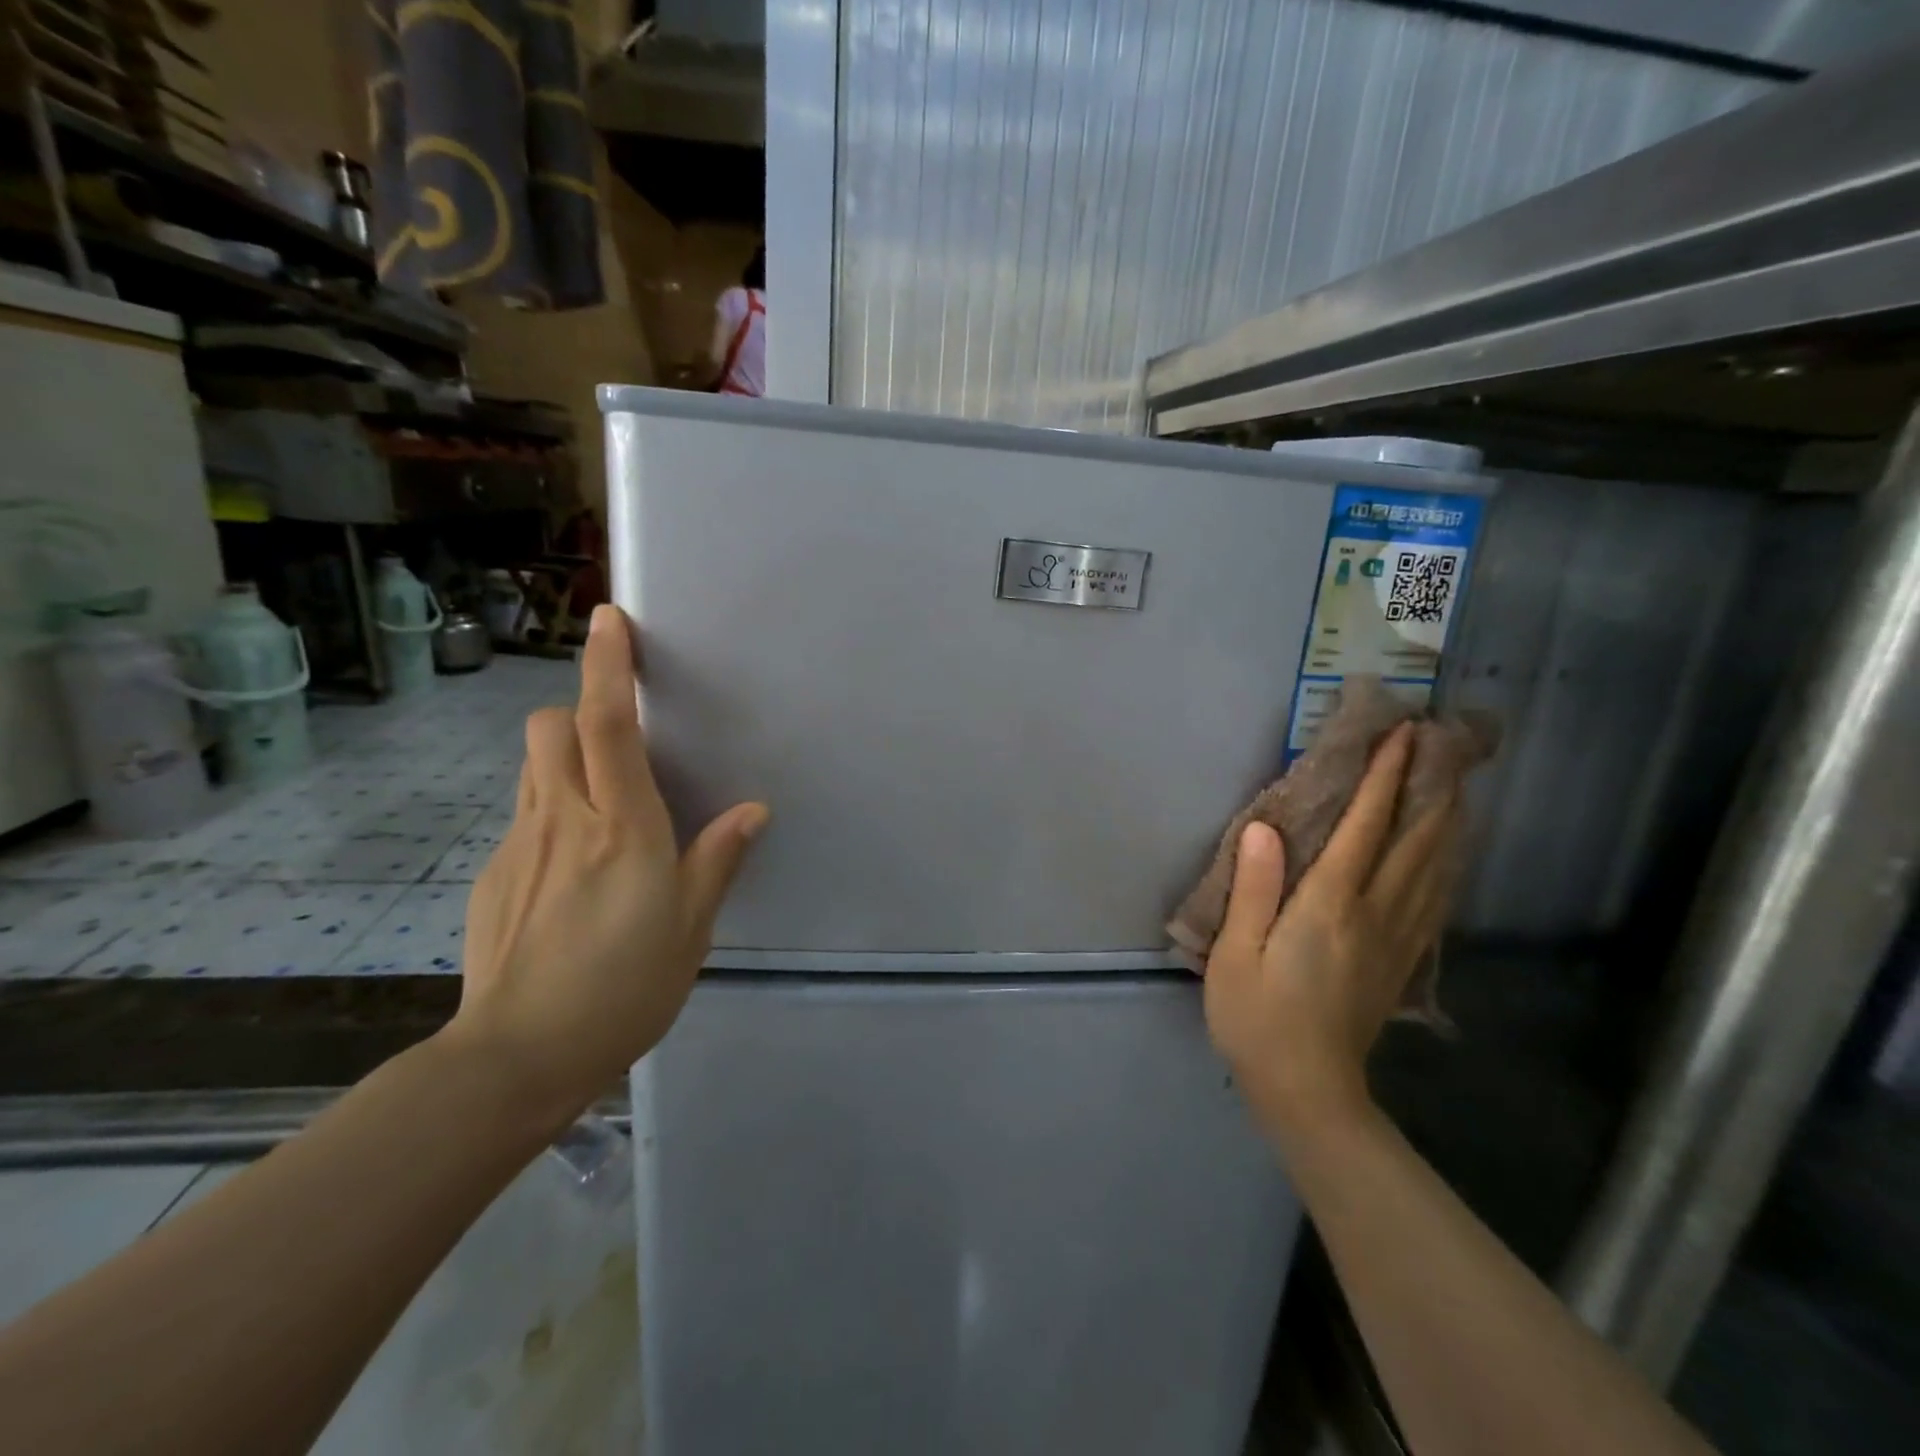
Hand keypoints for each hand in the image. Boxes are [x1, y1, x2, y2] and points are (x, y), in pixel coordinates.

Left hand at [445, 604, 767, 1127]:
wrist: (518, 1056)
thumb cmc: (623, 987)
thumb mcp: (691, 927)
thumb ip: (717, 859)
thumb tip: (752, 811)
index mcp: (622, 829)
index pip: (609, 726)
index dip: (608, 667)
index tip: (609, 620)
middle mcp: (564, 821)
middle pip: (551, 728)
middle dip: (580, 711)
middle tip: (619, 747)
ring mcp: (519, 847)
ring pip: (533, 768)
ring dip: (564, 760)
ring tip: (601, 810)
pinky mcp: (493, 876)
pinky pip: (524, 819)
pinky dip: (550, 817)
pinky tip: (570, 877)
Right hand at [1204, 724, 1459, 1140]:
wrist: (1308, 1091)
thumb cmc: (1257, 1017)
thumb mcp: (1236, 953)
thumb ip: (1254, 888)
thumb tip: (1264, 828)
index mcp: (1329, 906)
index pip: (1364, 829)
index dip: (1383, 779)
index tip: (1401, 736)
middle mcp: (1374, 914)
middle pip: (1414, 842)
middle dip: (1428, 790)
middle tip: (1442, 748)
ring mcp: (1396, 939)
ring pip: (1433, 869)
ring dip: (1446, 823)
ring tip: (1456, 787)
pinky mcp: (1402, 962)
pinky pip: (1434, 901)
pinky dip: (1446, 866)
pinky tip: (1449, 855)